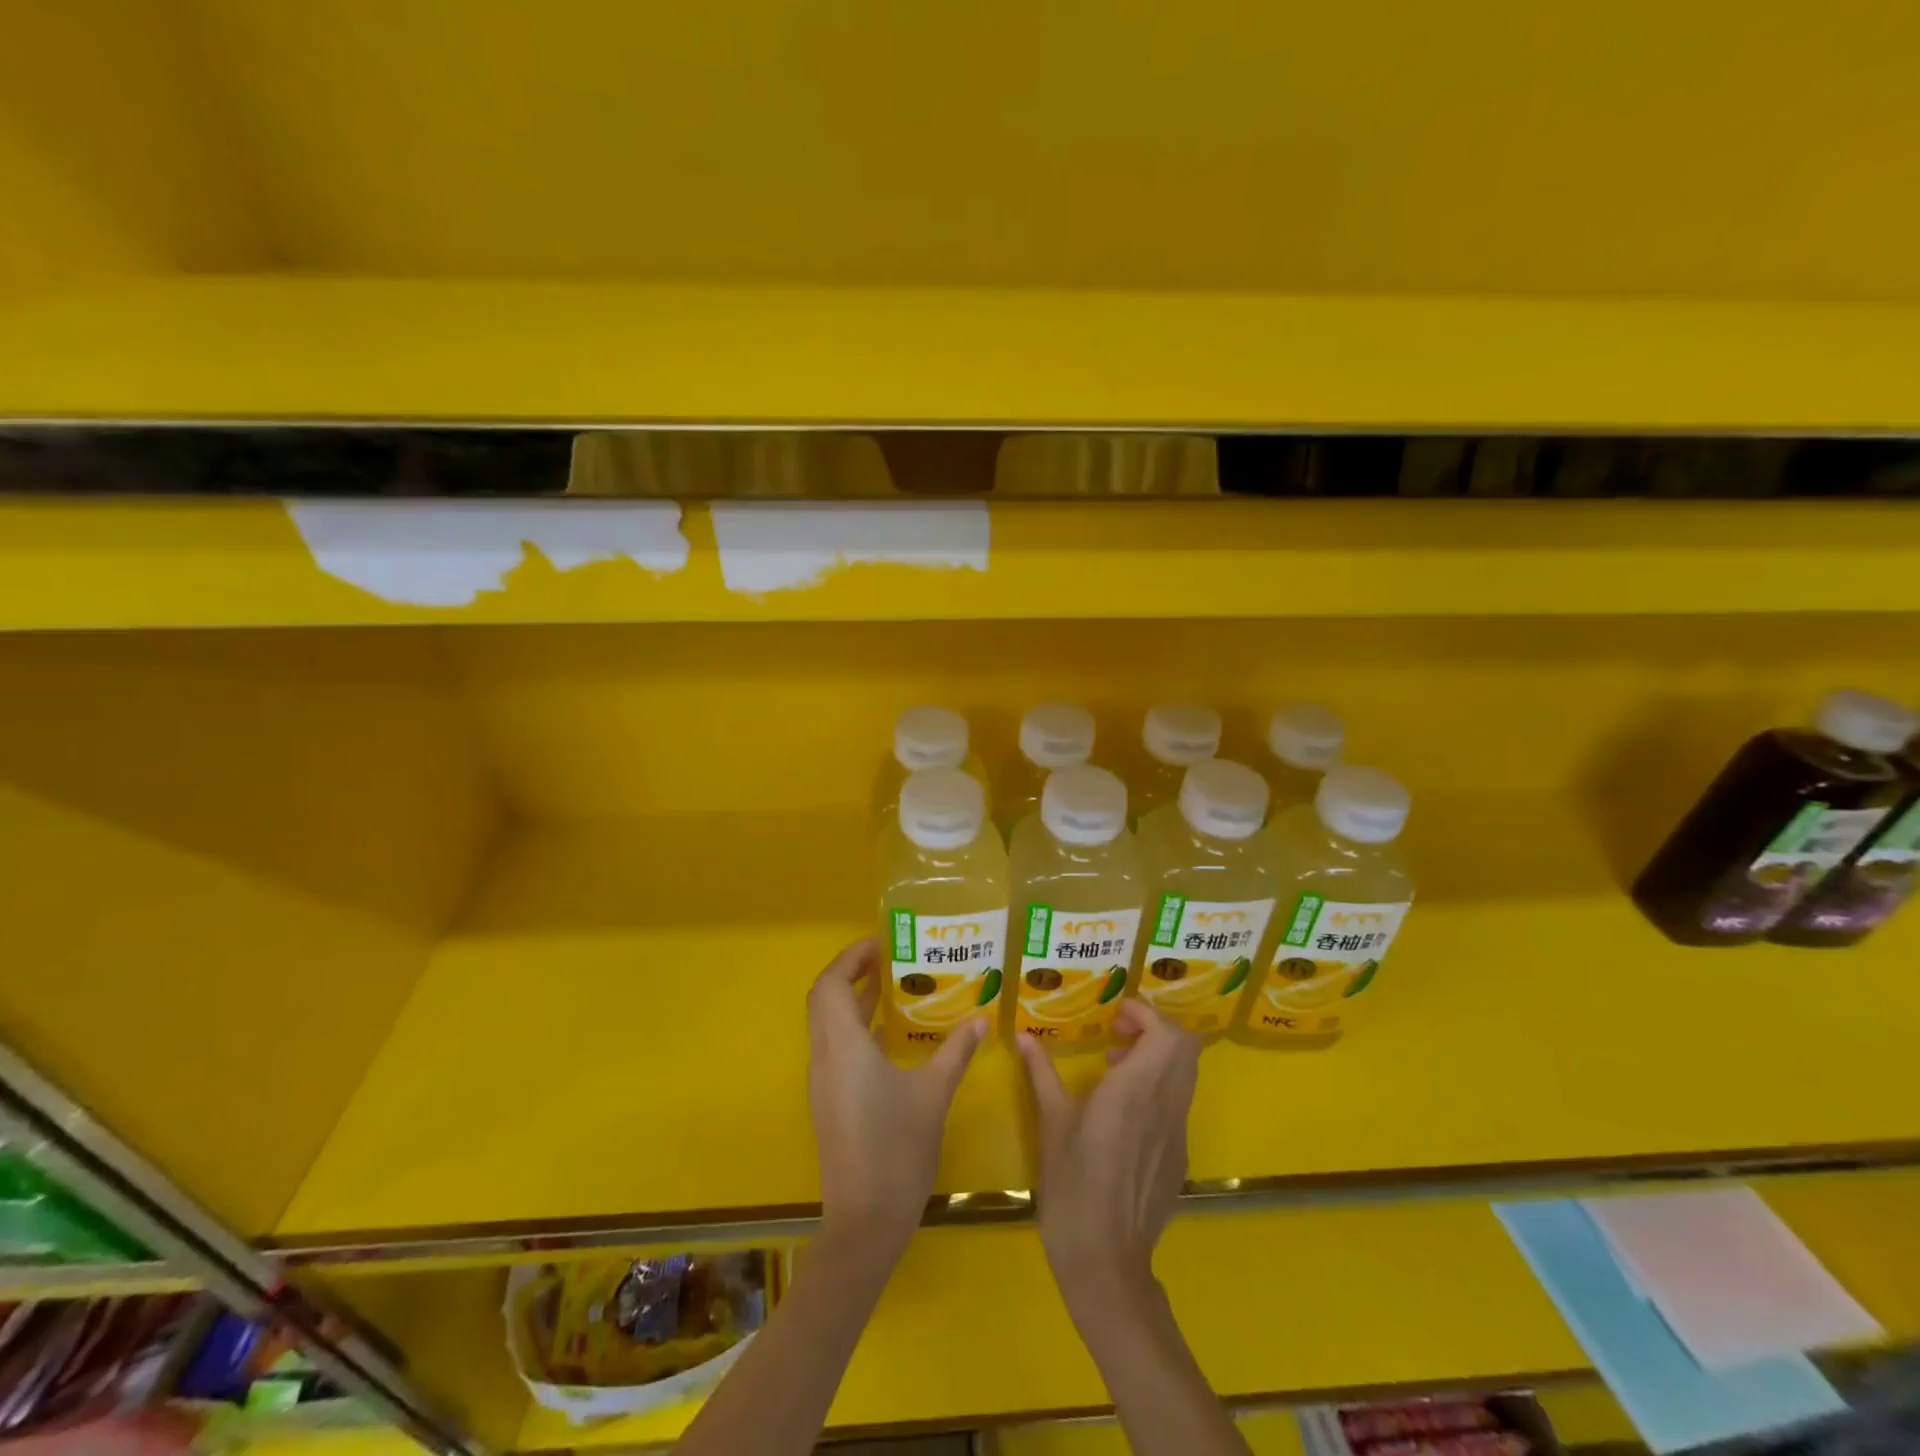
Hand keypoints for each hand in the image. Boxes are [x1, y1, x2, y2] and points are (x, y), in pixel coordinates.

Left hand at [807, 936, 984, 1257]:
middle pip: (824, 998)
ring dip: (852, 999)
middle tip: (889, 958)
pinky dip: (855, 1026)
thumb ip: (955, 1052)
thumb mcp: (933, 1094)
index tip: (883, 942)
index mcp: (844, 1047)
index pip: (832, 984)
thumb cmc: (898, 1150)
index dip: (852, 957)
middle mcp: (825, 1057)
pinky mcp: (829, 1100)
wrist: (865, 1222)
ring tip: (893, 985)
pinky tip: (889, 1034)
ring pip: (827, 1023)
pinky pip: (835, 1046)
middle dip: (851, 971)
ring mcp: (824, 1081)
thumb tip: (980, 1020)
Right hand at [1016, 998, 1200, 1303]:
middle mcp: (1165, 1105)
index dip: (1147, 1013)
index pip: (1167, 1033)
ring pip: (1185, 1074)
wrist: (1106, 1260)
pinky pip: (1177, 1104)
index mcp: (1135, 1090)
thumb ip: (1041, 1073)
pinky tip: (1122, 1111)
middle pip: (1186, 1047)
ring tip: (1115, 1067)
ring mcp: (1177, 1133)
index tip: (1116, 1014)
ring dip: (1158, 1056)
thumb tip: (1024, 1037)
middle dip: (1155, 1028)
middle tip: (1118, 1033)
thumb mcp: (1051, 1123)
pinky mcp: (1177, 1156)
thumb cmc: (1072, 1185)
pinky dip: (1158, 1087)